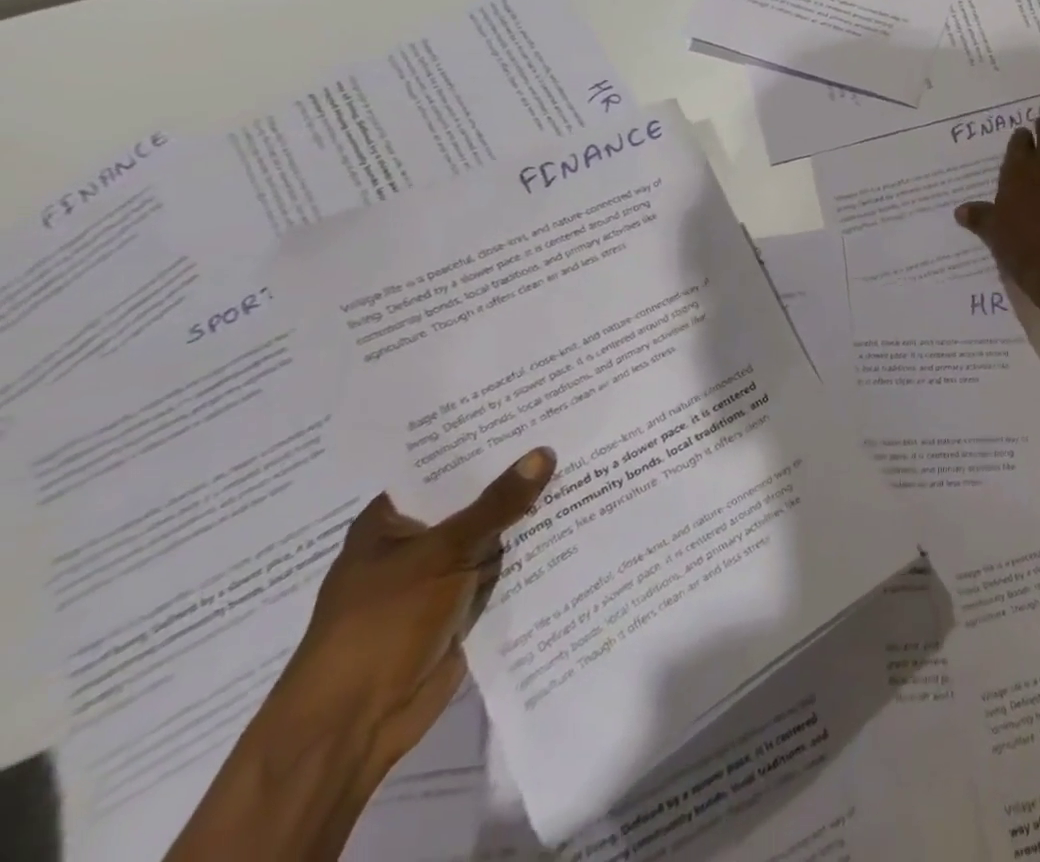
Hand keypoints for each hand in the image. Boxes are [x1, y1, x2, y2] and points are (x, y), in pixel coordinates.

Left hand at [269, 448, 556, 778]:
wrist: (353, 726)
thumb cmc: (378, 625)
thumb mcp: (440, 554)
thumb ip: (495, 505)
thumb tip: (544, 452)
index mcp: (392, 521)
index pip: (445, 466)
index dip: (486, 440)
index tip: (534, 409)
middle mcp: (418, 541)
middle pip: (476, 498)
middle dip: (519, 475)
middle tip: (574, 432)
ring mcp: (443, 574)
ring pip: (496, 532)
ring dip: (532, 513)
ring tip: (588, 467)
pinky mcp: (466, 604)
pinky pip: (507, 566)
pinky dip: (536, 550)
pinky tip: (579, 519)